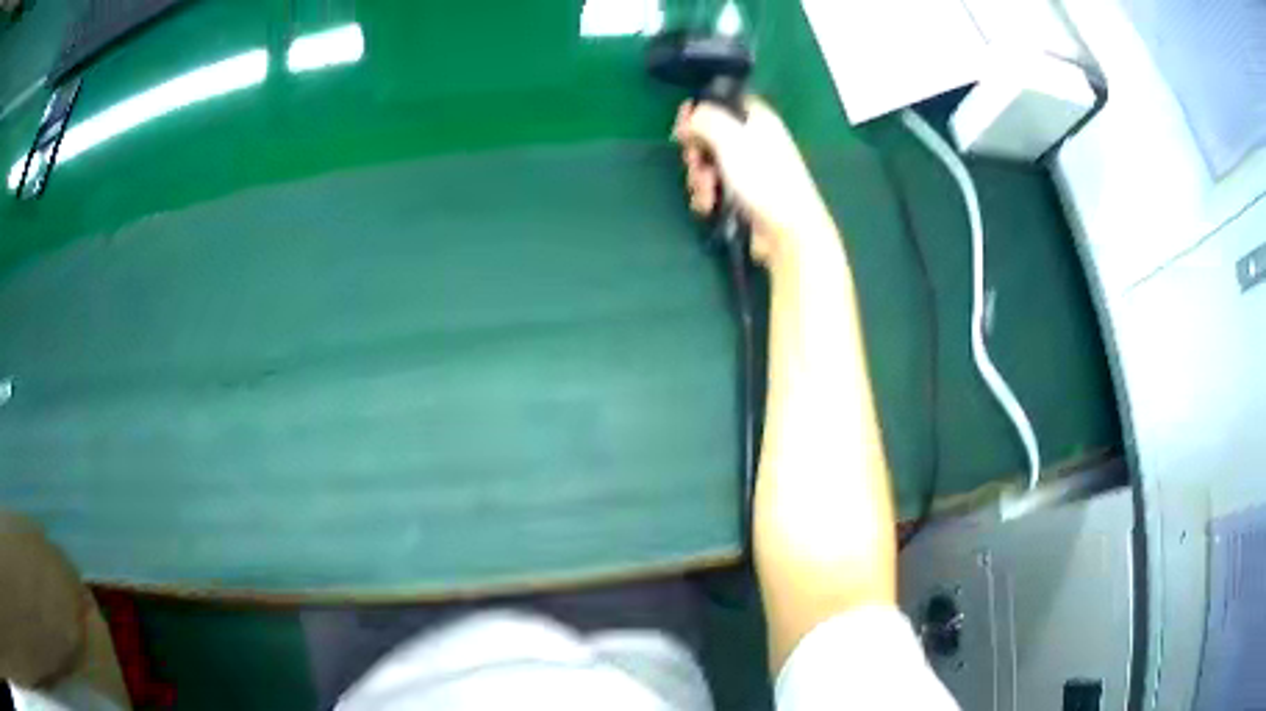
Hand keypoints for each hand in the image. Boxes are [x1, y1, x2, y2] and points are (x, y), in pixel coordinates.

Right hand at [672, 96, 833, 265]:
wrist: (787, 230)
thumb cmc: (762, 178)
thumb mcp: (730, 138)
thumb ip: (705, 118)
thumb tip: (689, 118)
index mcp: (757, 119)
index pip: (724, 100)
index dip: (701, 108)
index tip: (683, 122)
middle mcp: (753, 140)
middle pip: (710, 134)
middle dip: (695, 150)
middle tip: (695, 162)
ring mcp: (748, 169)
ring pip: (708, 163)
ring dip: (699, 178)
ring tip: (707, 191)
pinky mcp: (743, 195)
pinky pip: (714, 188)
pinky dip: (707, 196)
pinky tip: (710, 206)